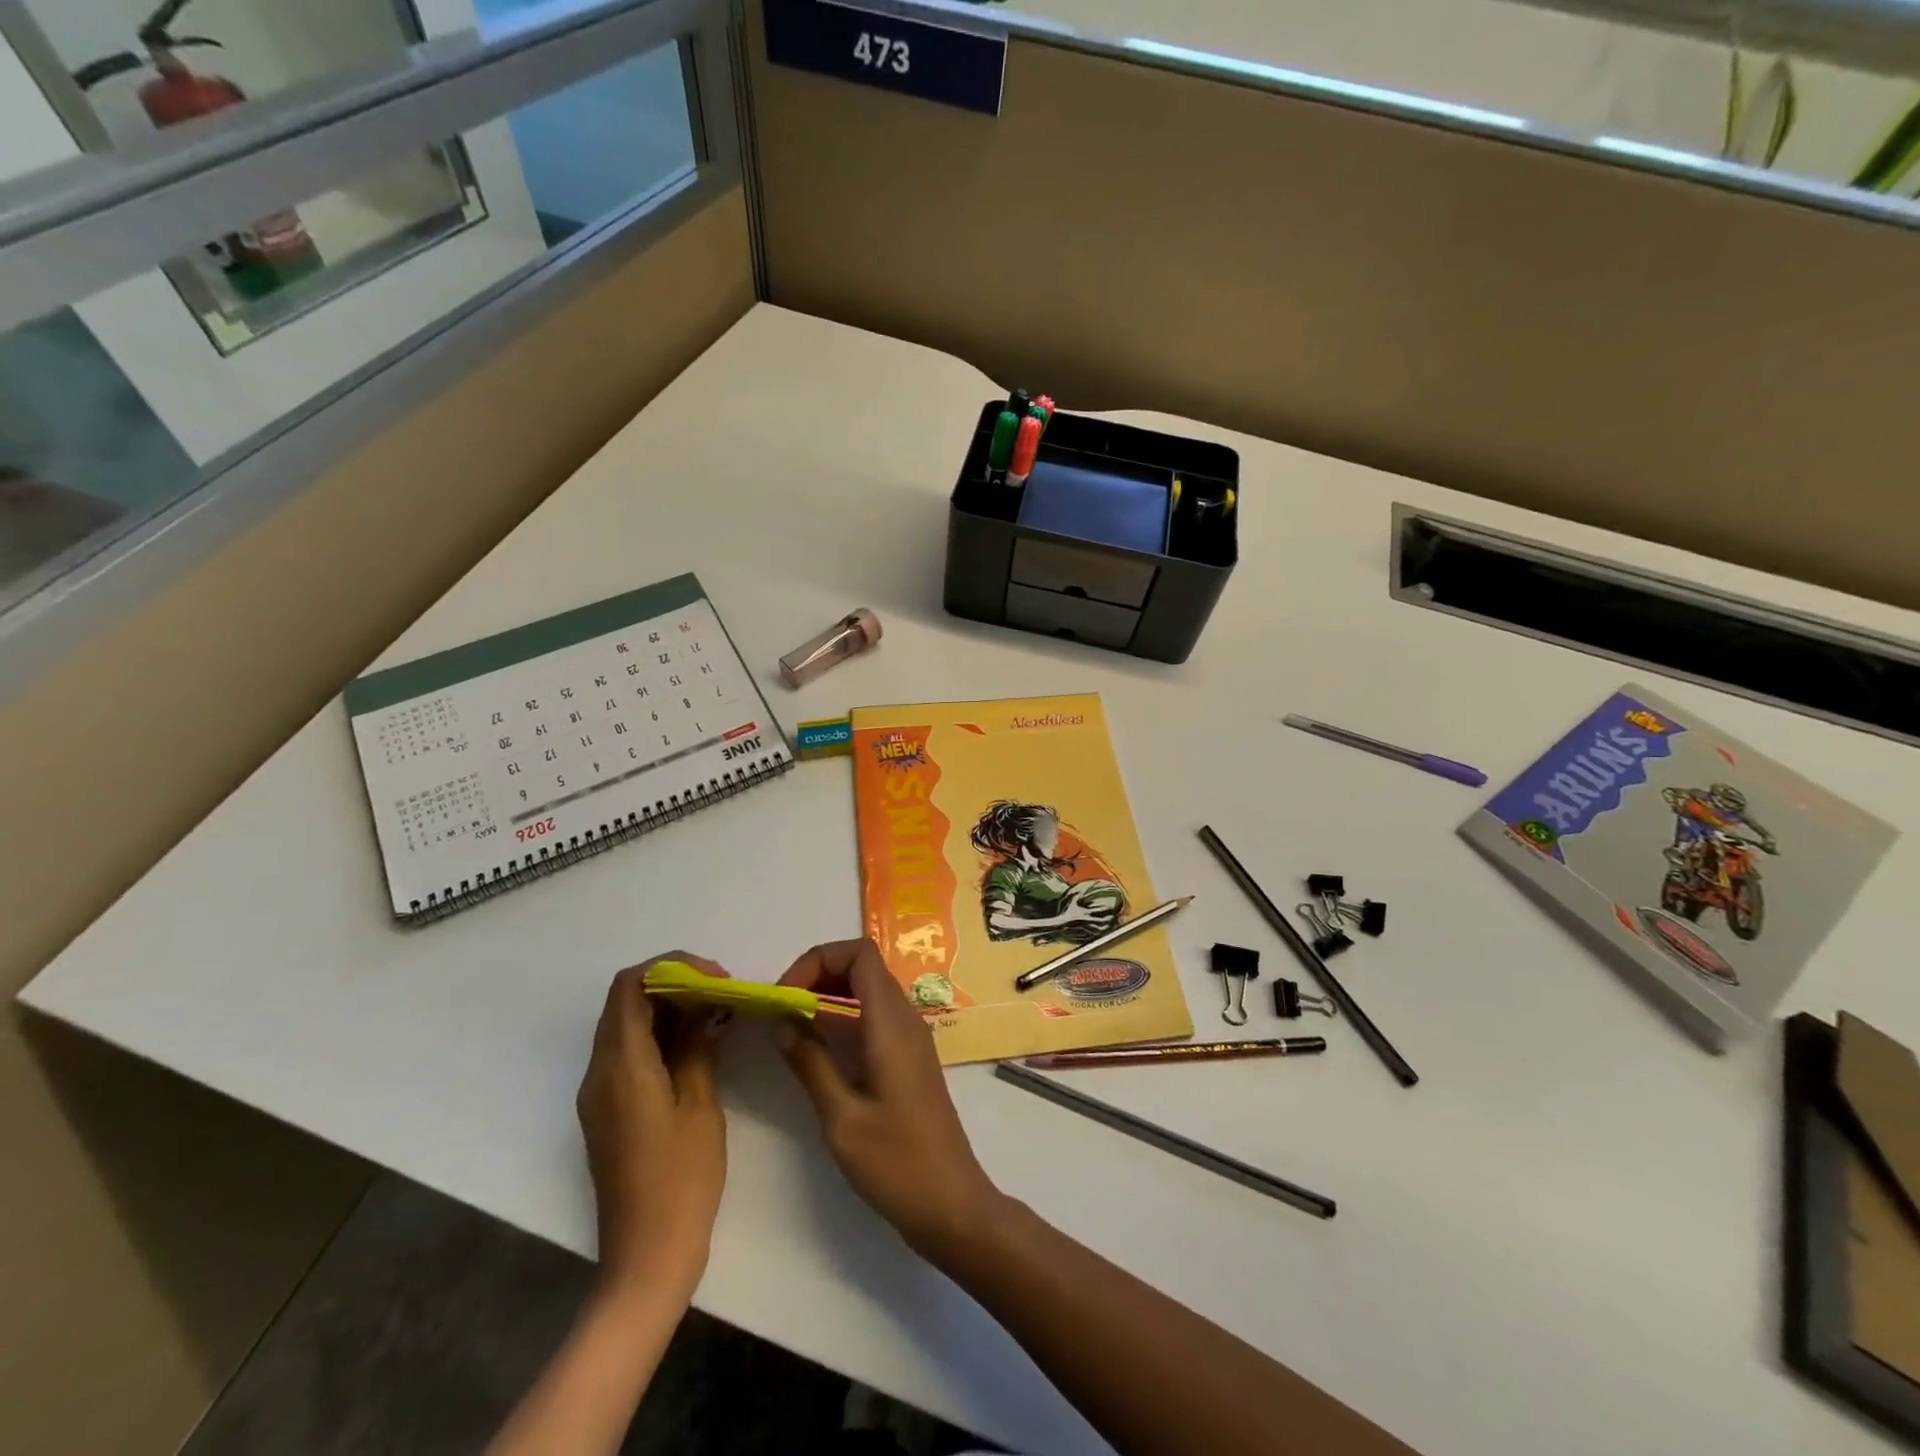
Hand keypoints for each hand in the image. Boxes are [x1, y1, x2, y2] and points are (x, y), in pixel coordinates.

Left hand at [576, 954, 727, 1301]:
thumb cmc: (680, 1180)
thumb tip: (704, 1007)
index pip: (630, 986)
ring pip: (627, 1025)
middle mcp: (599, 1072)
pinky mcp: (608, 1110)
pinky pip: (629, 1053)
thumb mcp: (699, 1105)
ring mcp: (599, 1093)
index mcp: (620, 1066)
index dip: (672, 967)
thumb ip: (697, 1046)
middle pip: (626, 1001)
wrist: (645, 1259)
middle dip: (674, 983)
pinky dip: (661, 1035)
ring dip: (669, 1008)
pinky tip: (698, 1044)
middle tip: (721, 992)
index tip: (715, 978)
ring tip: (716, 1013)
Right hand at [776, 940, 1001, 1257]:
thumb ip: (810, 1062)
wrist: (951, 1203)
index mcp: (891, 1022)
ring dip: (829, 995)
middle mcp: (905, 1018)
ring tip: (792, 1027)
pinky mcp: (909, 1057)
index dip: (818, 960)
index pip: (860, 953)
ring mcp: (910, 1037)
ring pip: (868, 990)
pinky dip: (843, 1017)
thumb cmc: (896, 1162)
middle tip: (782, 1010)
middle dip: (818, 975)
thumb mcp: (841, 1117)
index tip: (785, 995)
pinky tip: (819, 1049)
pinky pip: (874, 1015)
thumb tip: (781, 1020)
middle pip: (862, 966)